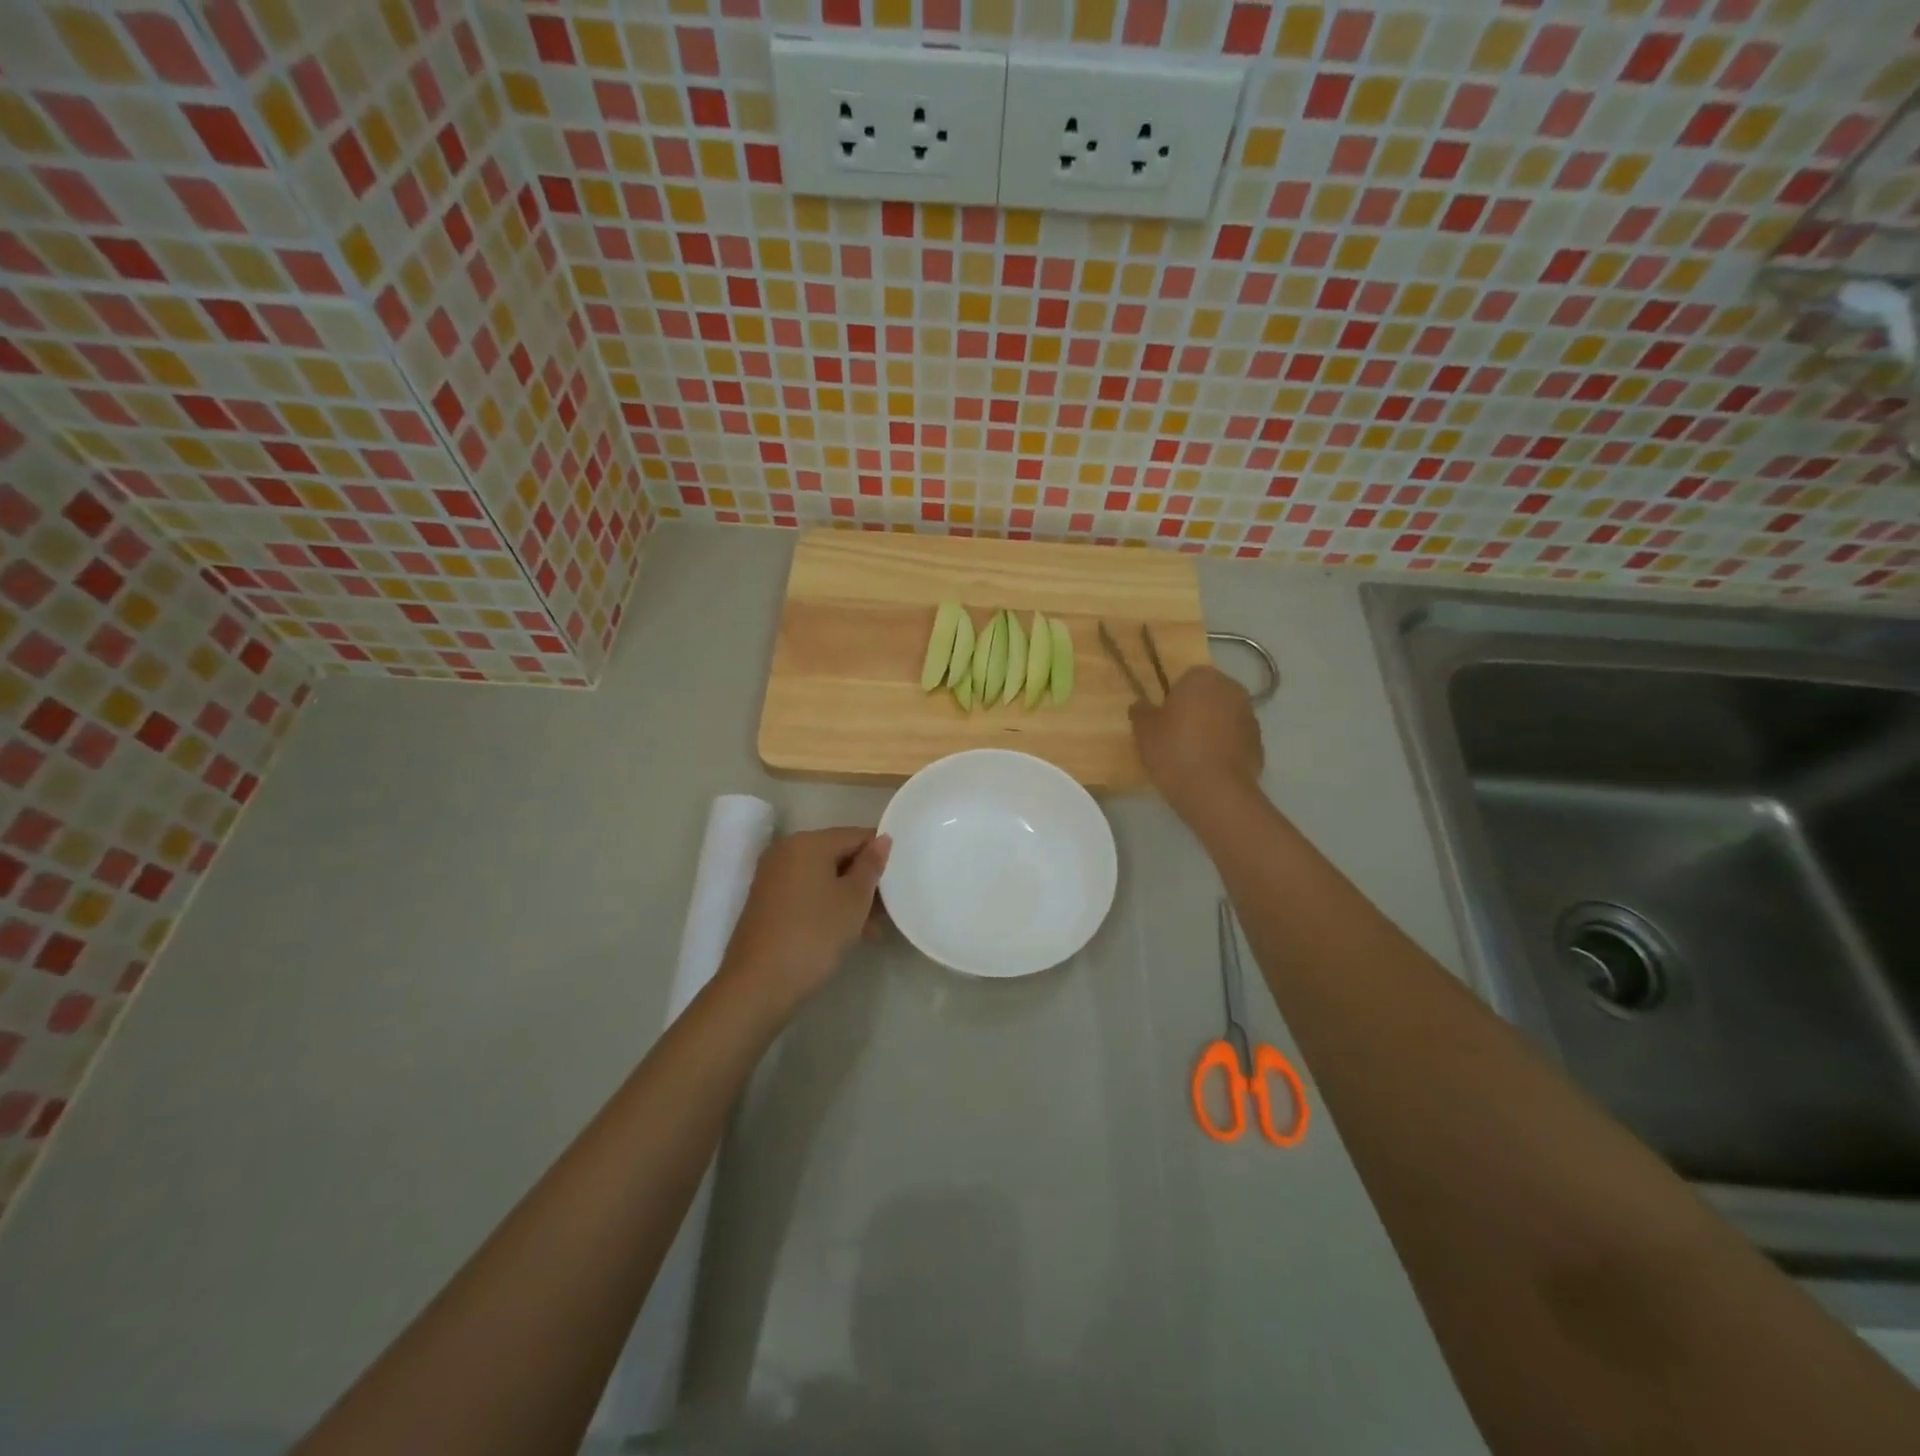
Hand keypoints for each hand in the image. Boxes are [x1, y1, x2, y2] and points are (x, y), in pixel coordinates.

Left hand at [720, 827, 890, 1014]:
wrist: (758, 984)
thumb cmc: (814, 935)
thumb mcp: (854, 900)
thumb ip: (871, 865)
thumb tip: (882, 839)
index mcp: (808, 842)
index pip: (856, 835)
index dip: (881, 855)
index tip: (900, 881)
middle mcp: (786, 851)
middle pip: (838, 856)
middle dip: (864, 881)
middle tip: (888, 911)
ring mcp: (772, 877)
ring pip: (822, 878)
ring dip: (848, 898)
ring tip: (871, 930)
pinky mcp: (765, 902)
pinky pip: (806, 893)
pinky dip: (827, 906)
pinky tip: (844, 934)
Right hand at [1130, 666, 1263, 819]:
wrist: (1215, 791)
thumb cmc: (1174, 751)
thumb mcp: (1144, 731)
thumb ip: (1141, 712)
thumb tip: (1142, 705)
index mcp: (1203, 678)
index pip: (1187, 677)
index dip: (1174, 697)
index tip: (1164, 718)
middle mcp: (1232, 690)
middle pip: (1209, 695)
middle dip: (1196, 709)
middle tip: (1176, 734)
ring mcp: (1250, 717)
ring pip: (1224, 717)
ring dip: (1212, 728)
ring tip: (1193, 754)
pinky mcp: (1259, 744)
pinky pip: (1235, 739)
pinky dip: (1225, 747)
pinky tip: (1209, 767)